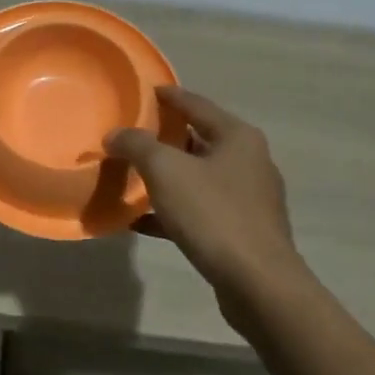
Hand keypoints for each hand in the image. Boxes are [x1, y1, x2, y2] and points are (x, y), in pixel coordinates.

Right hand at [105, 87, 309, 329]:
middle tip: (130, 135)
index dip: (168, 96)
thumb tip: (115, 134)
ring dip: (166, 178)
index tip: (144, 90)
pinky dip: (172, 212)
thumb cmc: (213, 214)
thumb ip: (137, 145)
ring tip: (131, 177)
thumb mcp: (165, 170)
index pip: (196, 104)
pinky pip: (200, 212)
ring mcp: (249, 199)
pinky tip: (140, 221)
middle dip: (164, 139)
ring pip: (198, 178)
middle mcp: (249, 161)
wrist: (258, 284)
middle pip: (198, 140)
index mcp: (237, 137)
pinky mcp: (243, 231)